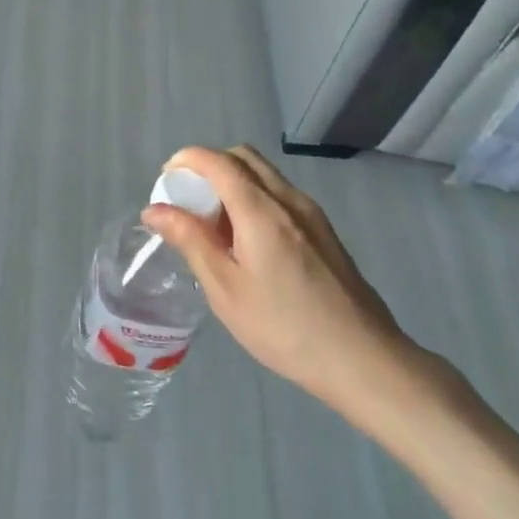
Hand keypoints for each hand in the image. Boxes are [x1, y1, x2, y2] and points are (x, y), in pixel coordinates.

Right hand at [142, 145, 429, 425]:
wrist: (363, 360)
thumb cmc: (284, 327)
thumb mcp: (225, 288)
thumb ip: (190, 240)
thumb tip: (154, 209)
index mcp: (261, 211)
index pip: (218, 161)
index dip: (186, 160)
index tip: (165, 182)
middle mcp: (289, 200)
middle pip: (243, 157)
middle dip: (208, 166)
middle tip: (187, 201)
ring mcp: (312, 214)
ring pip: (264, 175)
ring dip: (232, 182)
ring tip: (213, 226)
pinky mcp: (324, 232)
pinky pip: (280, 195)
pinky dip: (253, 198)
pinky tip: (246, 242)